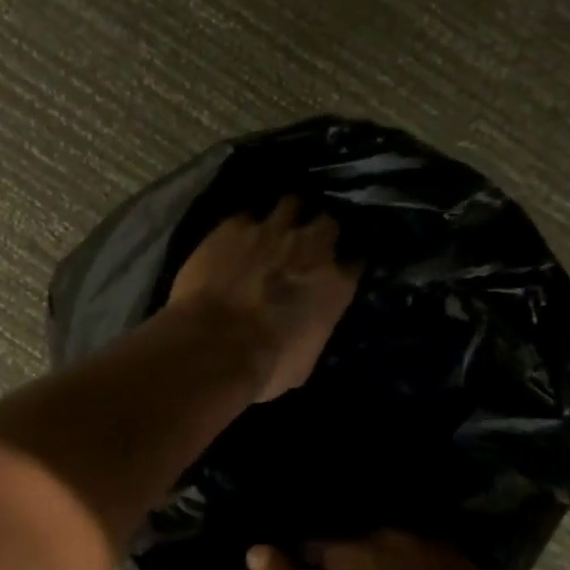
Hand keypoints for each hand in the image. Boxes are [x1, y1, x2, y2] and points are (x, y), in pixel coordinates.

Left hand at [167, 197, 361, 403]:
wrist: (214, 345)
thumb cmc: (265, 366)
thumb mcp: (303, 362)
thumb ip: (310, 332)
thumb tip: (303, 330)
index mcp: (335, 284)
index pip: (354, 262)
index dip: (343, 265)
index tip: (335, 270)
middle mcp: (311, 247)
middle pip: (327, 222)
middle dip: (319, 229)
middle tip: (305, 241)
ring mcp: (271, 230)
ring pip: (290, 204)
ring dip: (286, 215)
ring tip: (274, 226)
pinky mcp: (233, 226)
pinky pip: (246, 215)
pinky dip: (244, 225)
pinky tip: (235, 236)